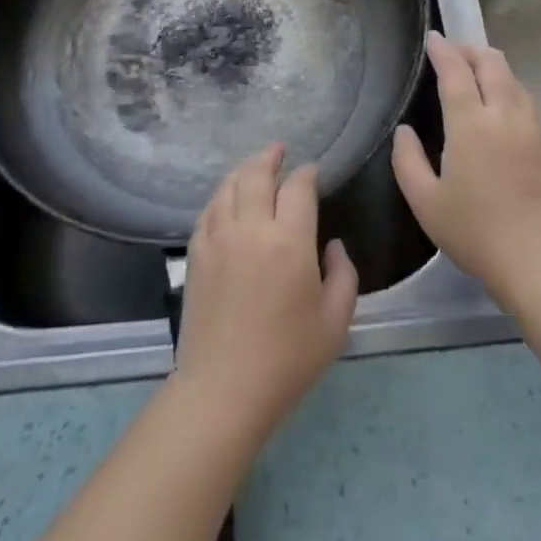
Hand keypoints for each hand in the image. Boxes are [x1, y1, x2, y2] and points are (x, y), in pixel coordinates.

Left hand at [173, 144, 358, 443]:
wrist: (224, 389)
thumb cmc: (288, 358)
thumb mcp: (336, 321)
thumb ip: (343, 275)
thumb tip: (332, 246)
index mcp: (290, 240)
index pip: (298, 188)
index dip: (307, 174)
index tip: (313, 172)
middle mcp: (251, 228)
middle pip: (257, 175)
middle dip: (270, 157)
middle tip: (279, 150)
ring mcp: (218, 238)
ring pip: (229, 187)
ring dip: (244, 170)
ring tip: (255, 166)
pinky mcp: (196, 255)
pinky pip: (208, 210)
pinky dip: (221, 195)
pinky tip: (227, 198)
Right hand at [392, 32, 540, 306]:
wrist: (537, 259)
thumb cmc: (473, 231)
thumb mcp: (425, 201)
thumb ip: (407, 160)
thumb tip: (405, 130)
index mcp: (470, 124)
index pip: (456, 71)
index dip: (443, 50)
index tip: (433, 38)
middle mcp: (506, 114)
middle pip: (492, 63)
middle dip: (471, 50)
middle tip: (456, 52)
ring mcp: (535, 127)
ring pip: (515, 80)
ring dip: (494, 69)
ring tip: (480, 75)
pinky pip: (530, 103)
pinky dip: (513, 93)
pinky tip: (506, 110)